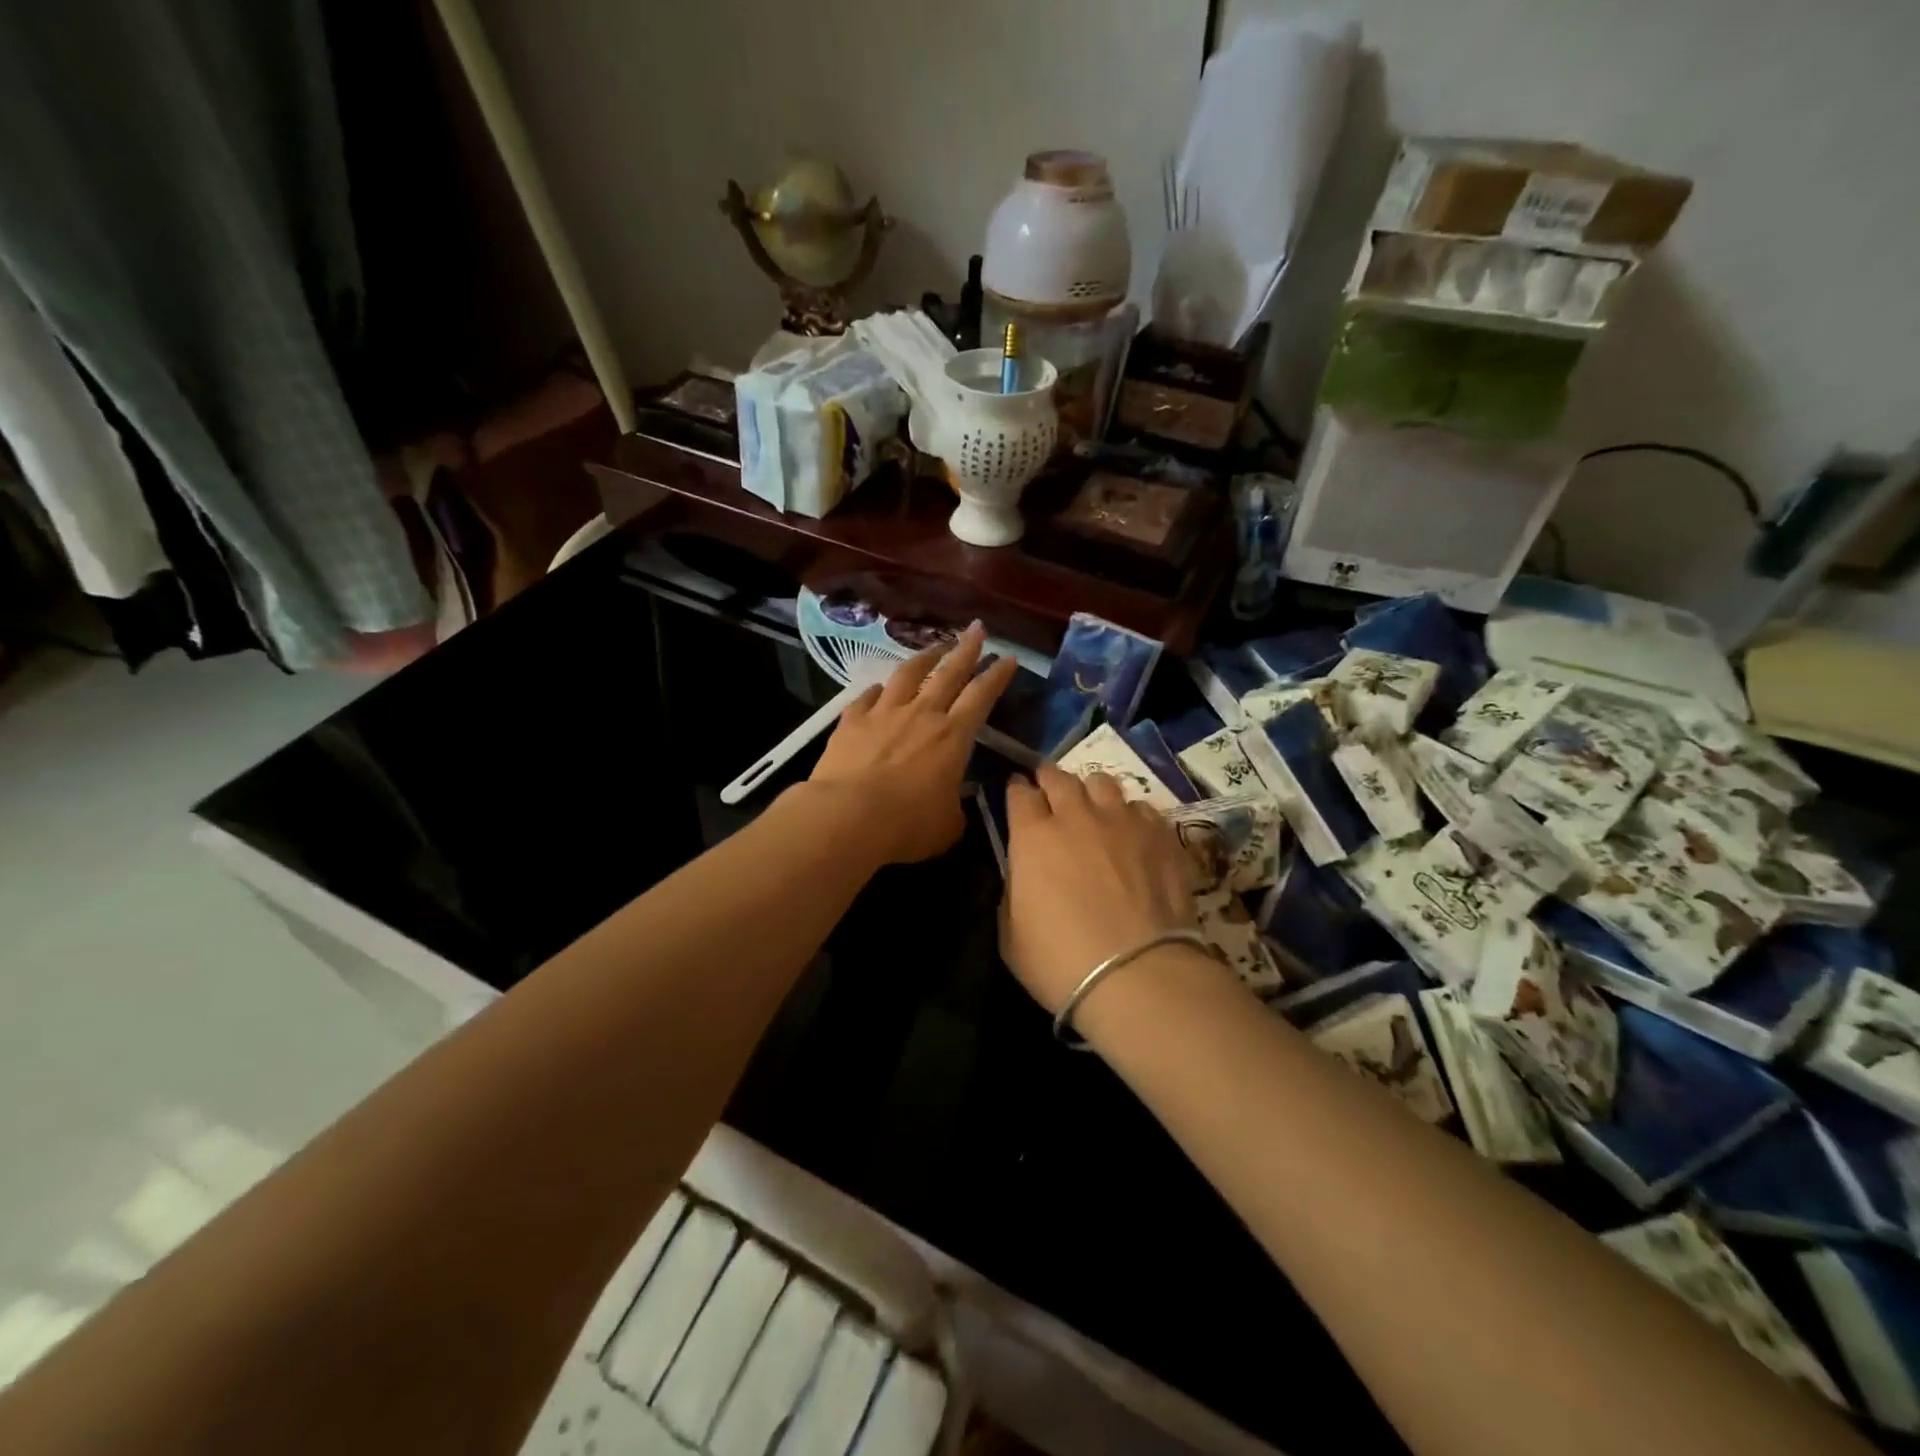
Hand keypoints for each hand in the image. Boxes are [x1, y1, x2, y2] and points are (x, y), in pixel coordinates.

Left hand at [808, 623, 1018, 863]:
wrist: (847, 816)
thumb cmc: (906, 824)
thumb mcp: (947, 825)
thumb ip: (955, 808)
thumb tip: (954, 803)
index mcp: (953, 737)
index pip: (982, 696)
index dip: (997, 676)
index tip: (1008, 658)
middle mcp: (922, 714)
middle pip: (949, 673)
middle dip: (966, 649)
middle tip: (976, 628)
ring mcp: (884, 713)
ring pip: (908, 674)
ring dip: (924, 657)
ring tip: (934, 647)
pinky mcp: (852, 721)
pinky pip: (867, 697)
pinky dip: (877, 690)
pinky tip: (878, 688)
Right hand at [1001, 765, 1201, 1014]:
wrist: (1137, 974)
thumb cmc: (1061, 962)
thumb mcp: (1011, 936)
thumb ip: (1013, 894)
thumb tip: (1023, 877)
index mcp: (1033, 837)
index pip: (1018, 794)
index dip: (1016, 791)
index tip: (1017, 794)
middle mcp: (1076, 816)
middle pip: (1058, 777)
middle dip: (1049, 780)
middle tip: (1049, 792)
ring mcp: (1122, 820)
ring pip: (1102, 782)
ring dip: (1091, 791)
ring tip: (1093, 807)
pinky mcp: (1160, 833)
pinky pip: (1141, 808)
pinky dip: (1130, 815)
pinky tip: (1132, 834)